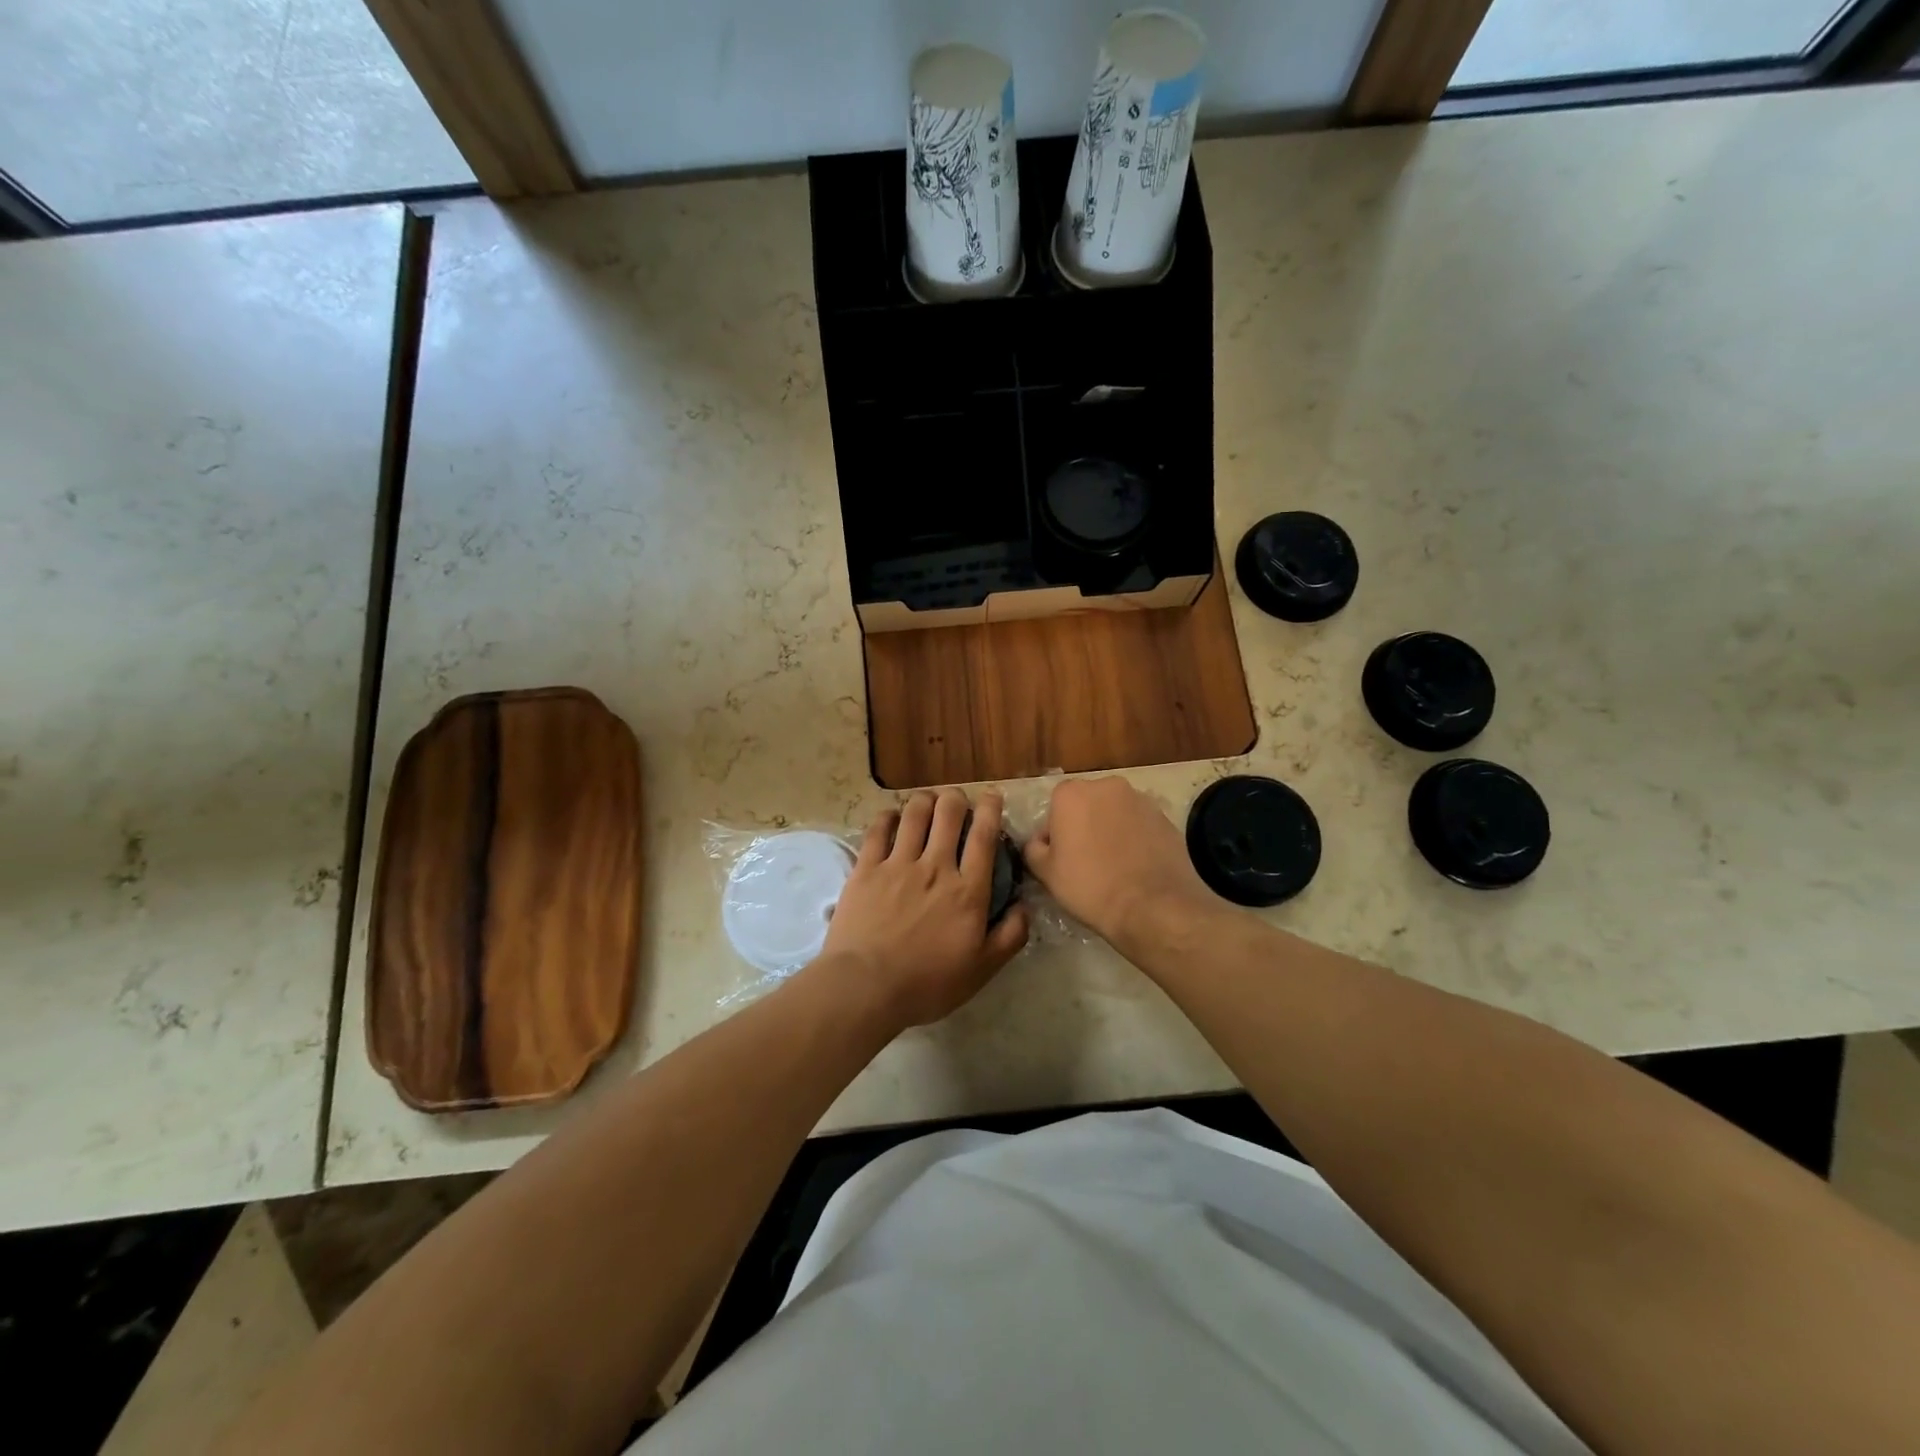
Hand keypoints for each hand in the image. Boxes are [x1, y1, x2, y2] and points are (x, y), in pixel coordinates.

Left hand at [816, 789, 1029, 1029]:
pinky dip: (888, 817)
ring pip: (915, 813)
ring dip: (924, 800)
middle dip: (956, 798)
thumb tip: (1025, 906)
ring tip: (927, 801)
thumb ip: (1011, 936)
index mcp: (968, 890)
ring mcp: (898, 864)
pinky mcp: (866, 868)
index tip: (991, 796)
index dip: (990, 809)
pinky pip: (878, 829)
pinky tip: (892, 817)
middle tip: (956, 801)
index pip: (983, 836)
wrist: (866, 986)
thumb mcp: (982, 969)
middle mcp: (936, 867)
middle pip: (948, 813)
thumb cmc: (928, 983)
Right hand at [1023, 777, 1214, 946]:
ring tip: (1114, 865)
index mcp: (1071, 793)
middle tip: (1085, 860)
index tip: (1060, 858)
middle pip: (1087, 804)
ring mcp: (1140, 799)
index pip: (1054, 807)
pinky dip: (1135, 838)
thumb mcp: (1046, 873)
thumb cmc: (1090, 886)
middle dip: (1084, 825)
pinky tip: (1136, 866)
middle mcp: (1106, 786)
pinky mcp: (1165, 817)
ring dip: (1110, 830)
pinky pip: (1140, 824)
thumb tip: (1039, 842)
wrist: (1152, 905)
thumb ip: (1033, 848)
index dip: (1055, 834)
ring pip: (1115, 812)